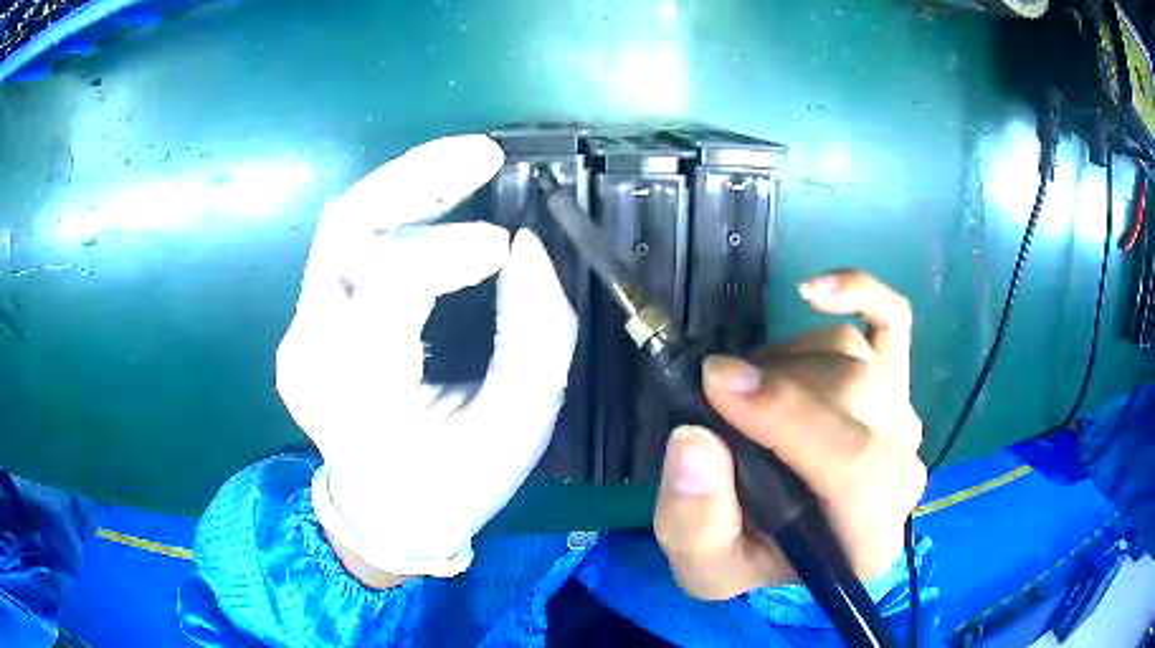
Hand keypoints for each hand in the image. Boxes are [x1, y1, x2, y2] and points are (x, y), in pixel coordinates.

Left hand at [275, 135, 577, 578]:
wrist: (384, 514)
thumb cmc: (455, 482)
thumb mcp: (518, 426)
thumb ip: (537, 335)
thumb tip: (528, 246)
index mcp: (360, 394)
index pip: (387, 286)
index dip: (449, 248)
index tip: (507, 244)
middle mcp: (311, 353)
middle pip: (347, 229)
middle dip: (416, 178)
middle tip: (484, 154)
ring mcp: (297, 335)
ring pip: (341, 227)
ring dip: (405, 186)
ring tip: (467, 165)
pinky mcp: (303, 323)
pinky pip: (345, 248)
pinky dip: (392, 216)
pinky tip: (435, 202)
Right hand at [654, 271, 925, 598]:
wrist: (793, 542)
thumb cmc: (752, 556)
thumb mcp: (704, 564)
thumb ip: (695, 521)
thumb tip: (695, 439)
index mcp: (868, 538)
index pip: (852, 465)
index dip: (787, 418)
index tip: (716, 385)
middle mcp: (903, 473)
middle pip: (855, 395)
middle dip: (776, 386)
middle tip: (715, 391)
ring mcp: (904, 419)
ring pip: (853, 355)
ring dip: (786, 362)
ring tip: (747, 390)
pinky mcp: (898, 381)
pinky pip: (893, 318)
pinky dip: (858, 292)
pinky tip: (814, 292)